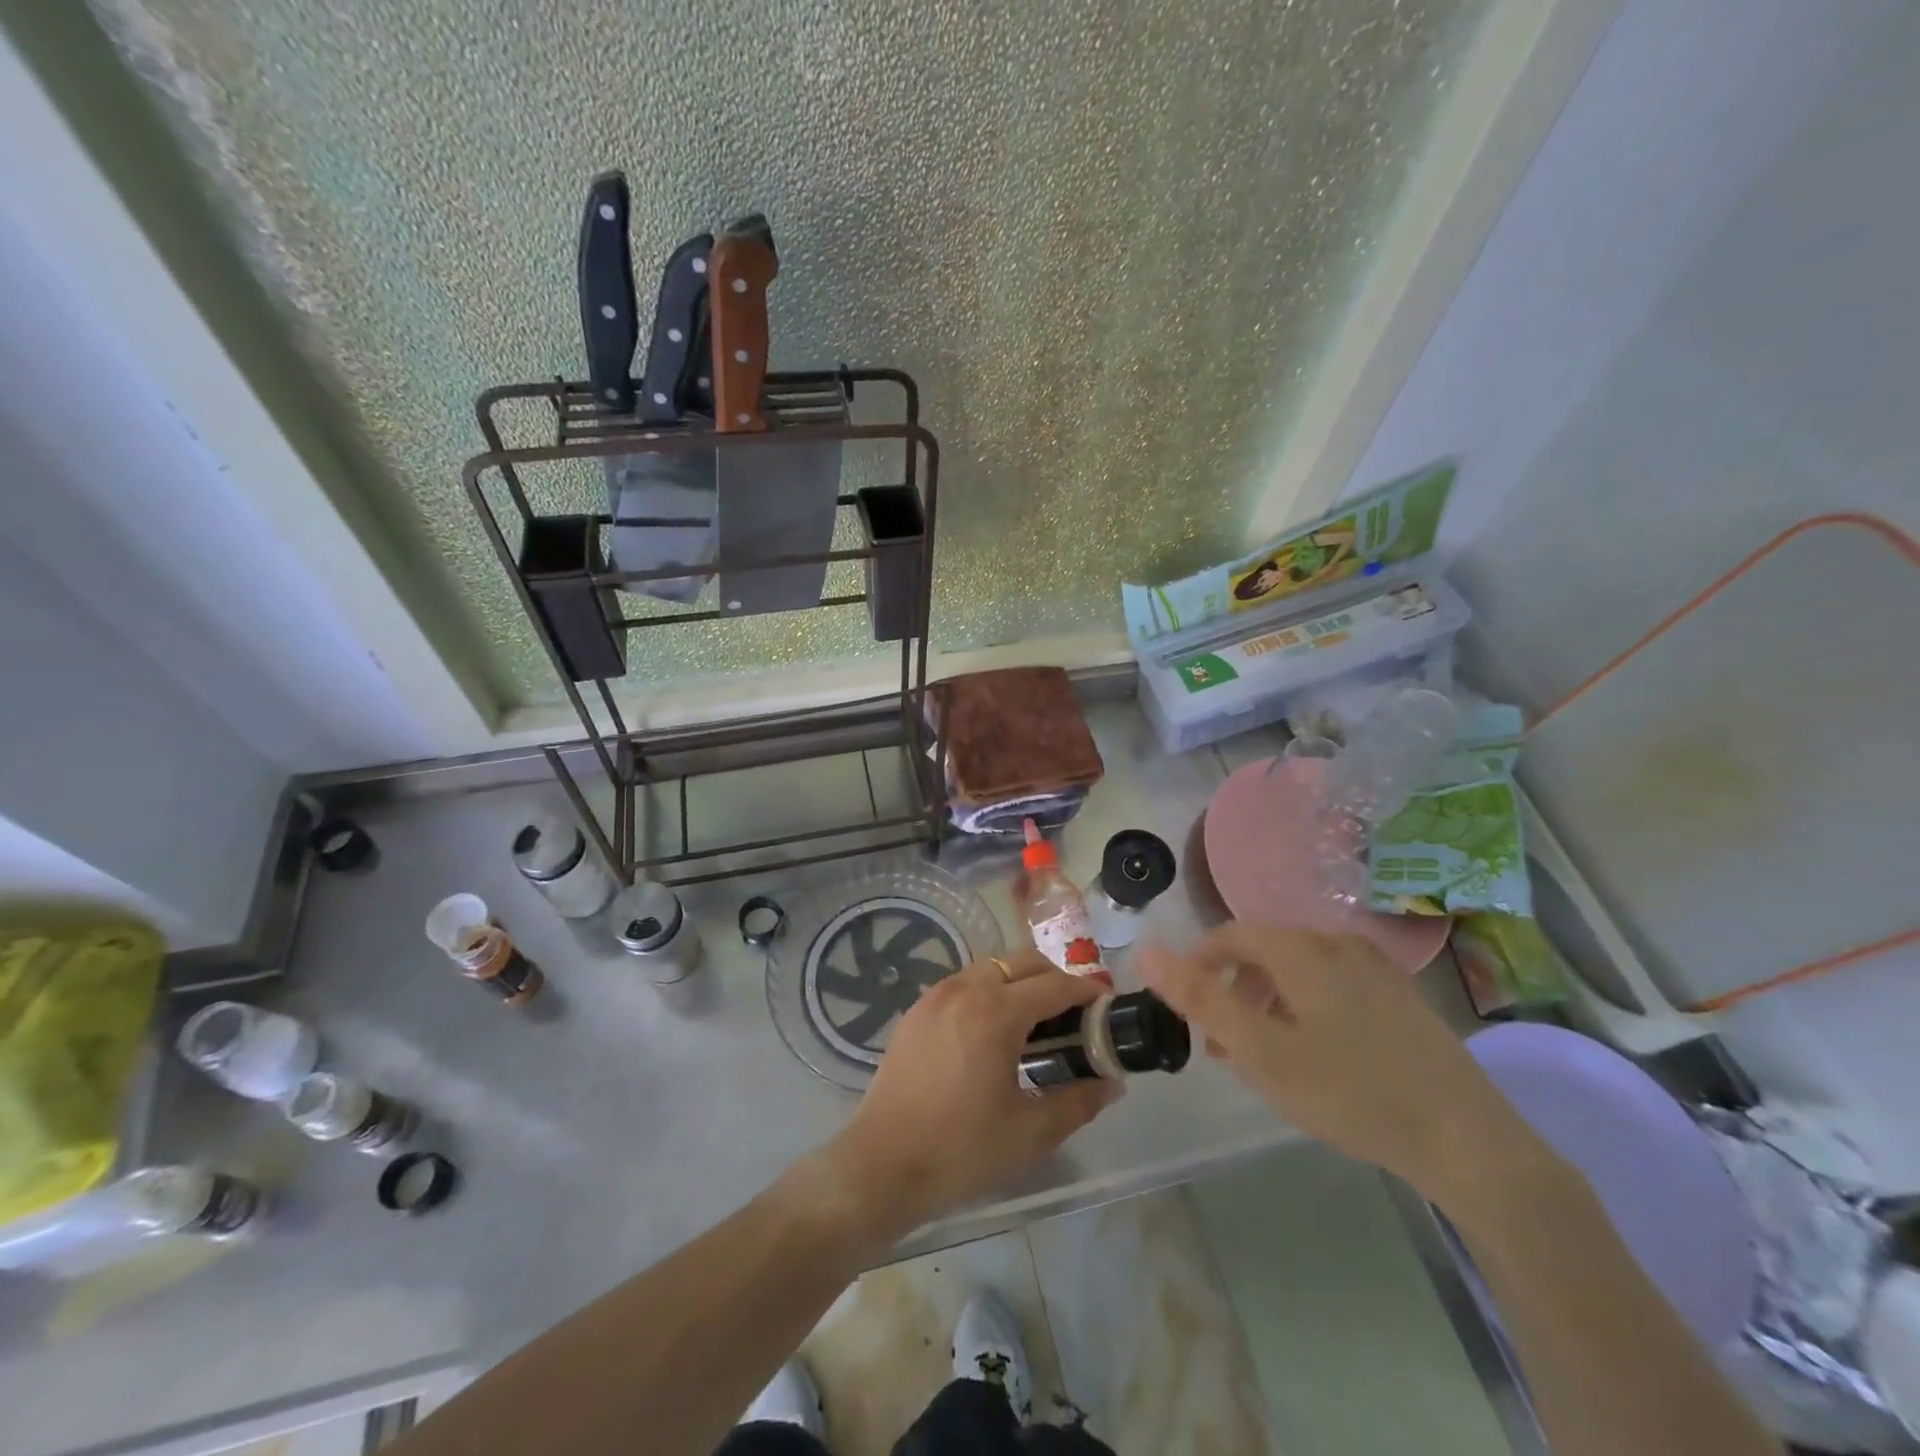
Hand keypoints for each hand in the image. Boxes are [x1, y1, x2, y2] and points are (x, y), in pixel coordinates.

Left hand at [821, 949, 1119, 1234]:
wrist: (882, 1164)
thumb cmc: (961, 1149)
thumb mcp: (1030, 1132)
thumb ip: (1078, 1102)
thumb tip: (1112, 1084)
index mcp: (997, 1012)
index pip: (1055, 985)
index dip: (1087, 993)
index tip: (1106, 1007)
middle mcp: (966, 989)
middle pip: (1023, 961)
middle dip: (1055, 979)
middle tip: (1073, 1016)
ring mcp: (936, 996)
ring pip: (991, 967)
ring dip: (1020, 982)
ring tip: (1034, 1024)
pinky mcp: (916, 1010)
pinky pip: (963, 983)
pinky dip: (988, 992)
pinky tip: (991, 1032)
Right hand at [1139, 924, 1521, 1200]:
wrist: (1470, 1142)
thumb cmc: (1351, 1092)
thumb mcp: (1261, 1051)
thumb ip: (1200, 999)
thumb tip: (1146, 951)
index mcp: (1303, 950)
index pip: (1231, 935)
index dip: (1198, 963)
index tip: (1185, 1006)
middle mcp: (1339, 945)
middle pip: (1266, 952)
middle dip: (1233, 990)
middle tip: (1221, 1043)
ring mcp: (1379, 971)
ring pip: (1301, 972)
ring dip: (1268, 1003)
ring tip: (1262, 1055)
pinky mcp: (1404, 1000)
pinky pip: (1335, 987)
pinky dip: (1306, 1009)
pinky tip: (1316, 1056)